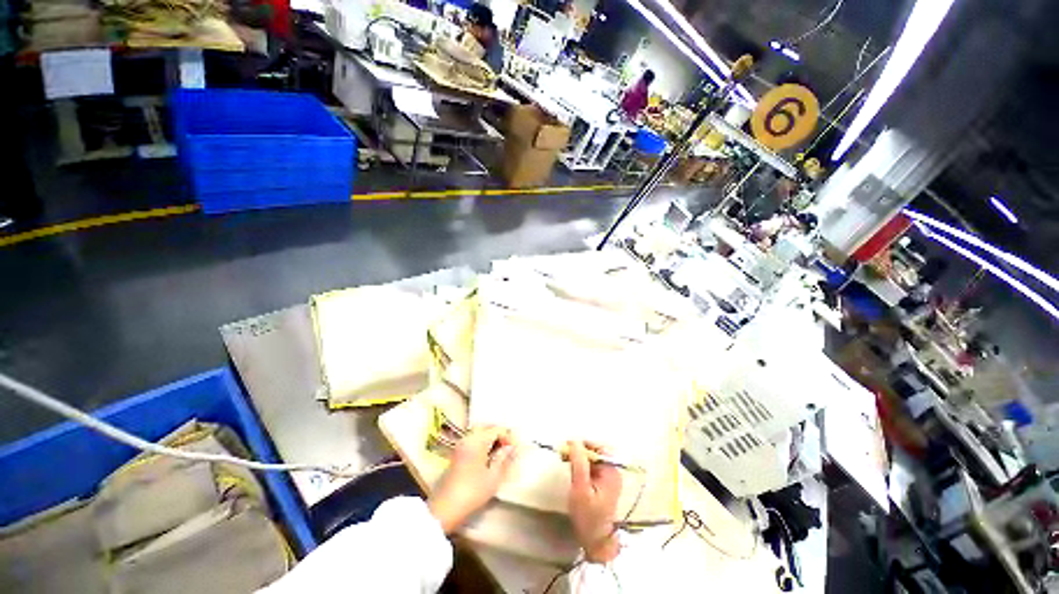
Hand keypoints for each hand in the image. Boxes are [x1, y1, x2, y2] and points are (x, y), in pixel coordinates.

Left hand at [428, 426, 518, 533]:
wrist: (445, 509)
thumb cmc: (472, 492)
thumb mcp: (493, 477)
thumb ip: (504, 458)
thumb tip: (511, 448)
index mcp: (478, 440)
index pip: (497, 429)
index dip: (509, 437)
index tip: (516, 449)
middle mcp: (468, 437)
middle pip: (487, 427)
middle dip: (499, 434)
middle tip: (509, 447)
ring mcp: (460, 445)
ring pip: (479, 432)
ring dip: (491, 438)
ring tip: (500, 451)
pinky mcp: (456, 453)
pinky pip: (473, 439)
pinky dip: (482, 442)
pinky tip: (488, 455)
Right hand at [567, 441, 622, 562]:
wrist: (596, 542)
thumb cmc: (588, 516)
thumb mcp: (580, 489)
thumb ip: (578, 463)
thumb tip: (574, 440)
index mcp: (611, 471)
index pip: (599, 447)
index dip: (584, 444)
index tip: (568, 446)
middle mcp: (612, 471)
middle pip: (595, 451)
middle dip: (580, 450)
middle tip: (564, 454)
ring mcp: (608, 478)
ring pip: (592, 458)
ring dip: (579, 457)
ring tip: (565, 459)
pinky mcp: (602, 484)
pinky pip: (591, 467)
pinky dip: (581, 465)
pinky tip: (571, 469)